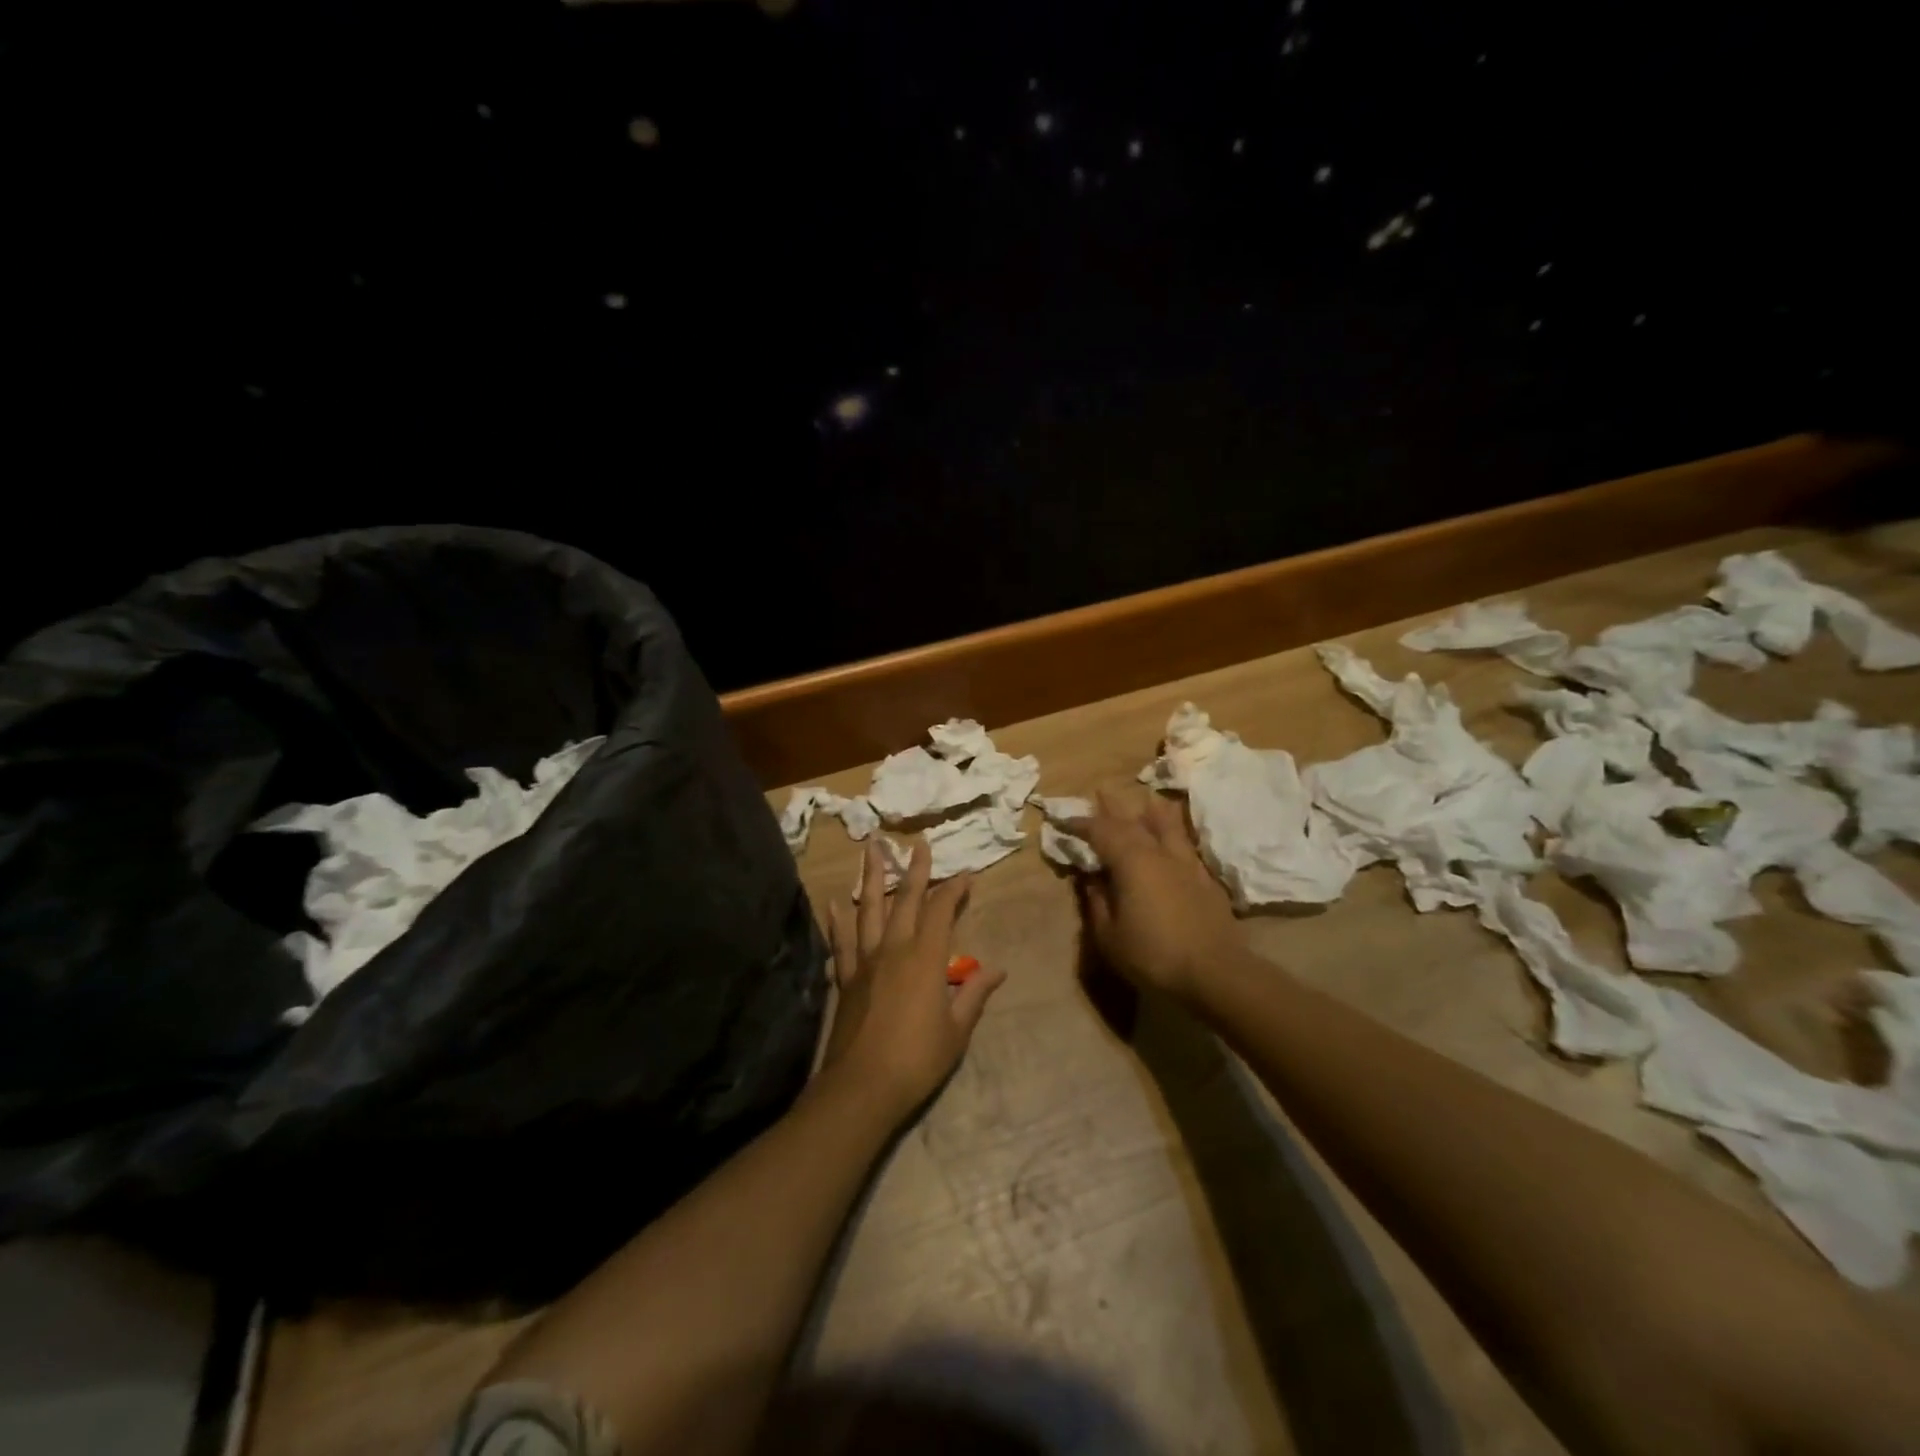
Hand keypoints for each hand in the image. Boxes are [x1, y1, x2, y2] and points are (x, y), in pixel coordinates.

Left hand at [821, 837, 1005, 1117]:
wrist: (863, 1086)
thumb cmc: (917, 1059)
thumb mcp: (957, 1030)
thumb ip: (974, 994)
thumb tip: (998, 970)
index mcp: (925, 959)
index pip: (941, 911)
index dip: (954, 889)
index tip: (965, 874)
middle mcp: (894, 949)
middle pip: (904, 900)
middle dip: (914, 870)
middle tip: (917, 844)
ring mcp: (866, 961)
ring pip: (869, 909)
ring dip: (871, 877)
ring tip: (871, 849)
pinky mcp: (846, 978)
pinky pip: (842, 942)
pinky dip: (838, 920)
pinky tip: (835, 901)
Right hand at [1071, 786, 1240, 1000]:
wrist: (1215, 973)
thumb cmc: (1153, 955)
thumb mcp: (1109, 935)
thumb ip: (1097, 902)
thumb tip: (1090, 879)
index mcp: (1131, 862)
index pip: (1101, 832)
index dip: (1081, 824)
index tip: (1064, 821)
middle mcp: (1159, 853)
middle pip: (1133, 821)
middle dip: (1114, 807)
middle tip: (1101, 791)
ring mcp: (1187, 864)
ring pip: (1167, 827)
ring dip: (1151, 812)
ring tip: (1146, 801)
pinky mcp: (1206, 880)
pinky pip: (1186, 845)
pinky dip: (1174, 835)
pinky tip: (1175, 840)